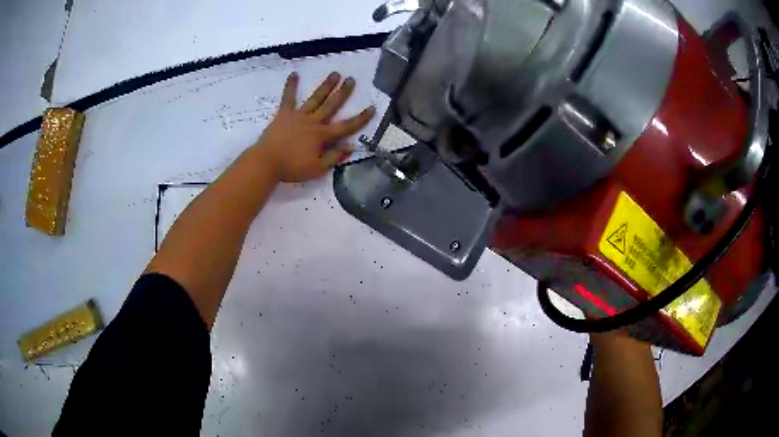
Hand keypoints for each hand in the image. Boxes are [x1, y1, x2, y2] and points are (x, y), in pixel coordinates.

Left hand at [255, 72, 375, 182]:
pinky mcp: (284, 114)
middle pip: (332, 105)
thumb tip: (351, 146)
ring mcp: (298, 116)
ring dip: (326, 86)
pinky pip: (288, 98)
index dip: (361, 118)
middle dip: (343, 93)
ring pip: (316, 98)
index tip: (372, 108)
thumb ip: (334, 157)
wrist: (266, 162)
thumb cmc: (292, 168)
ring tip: (335, 74)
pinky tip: (294, 74)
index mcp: (322, 136)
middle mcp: (313, 122)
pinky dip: (291, 86)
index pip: (346, 126)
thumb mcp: (317, 169)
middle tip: (352, 80)